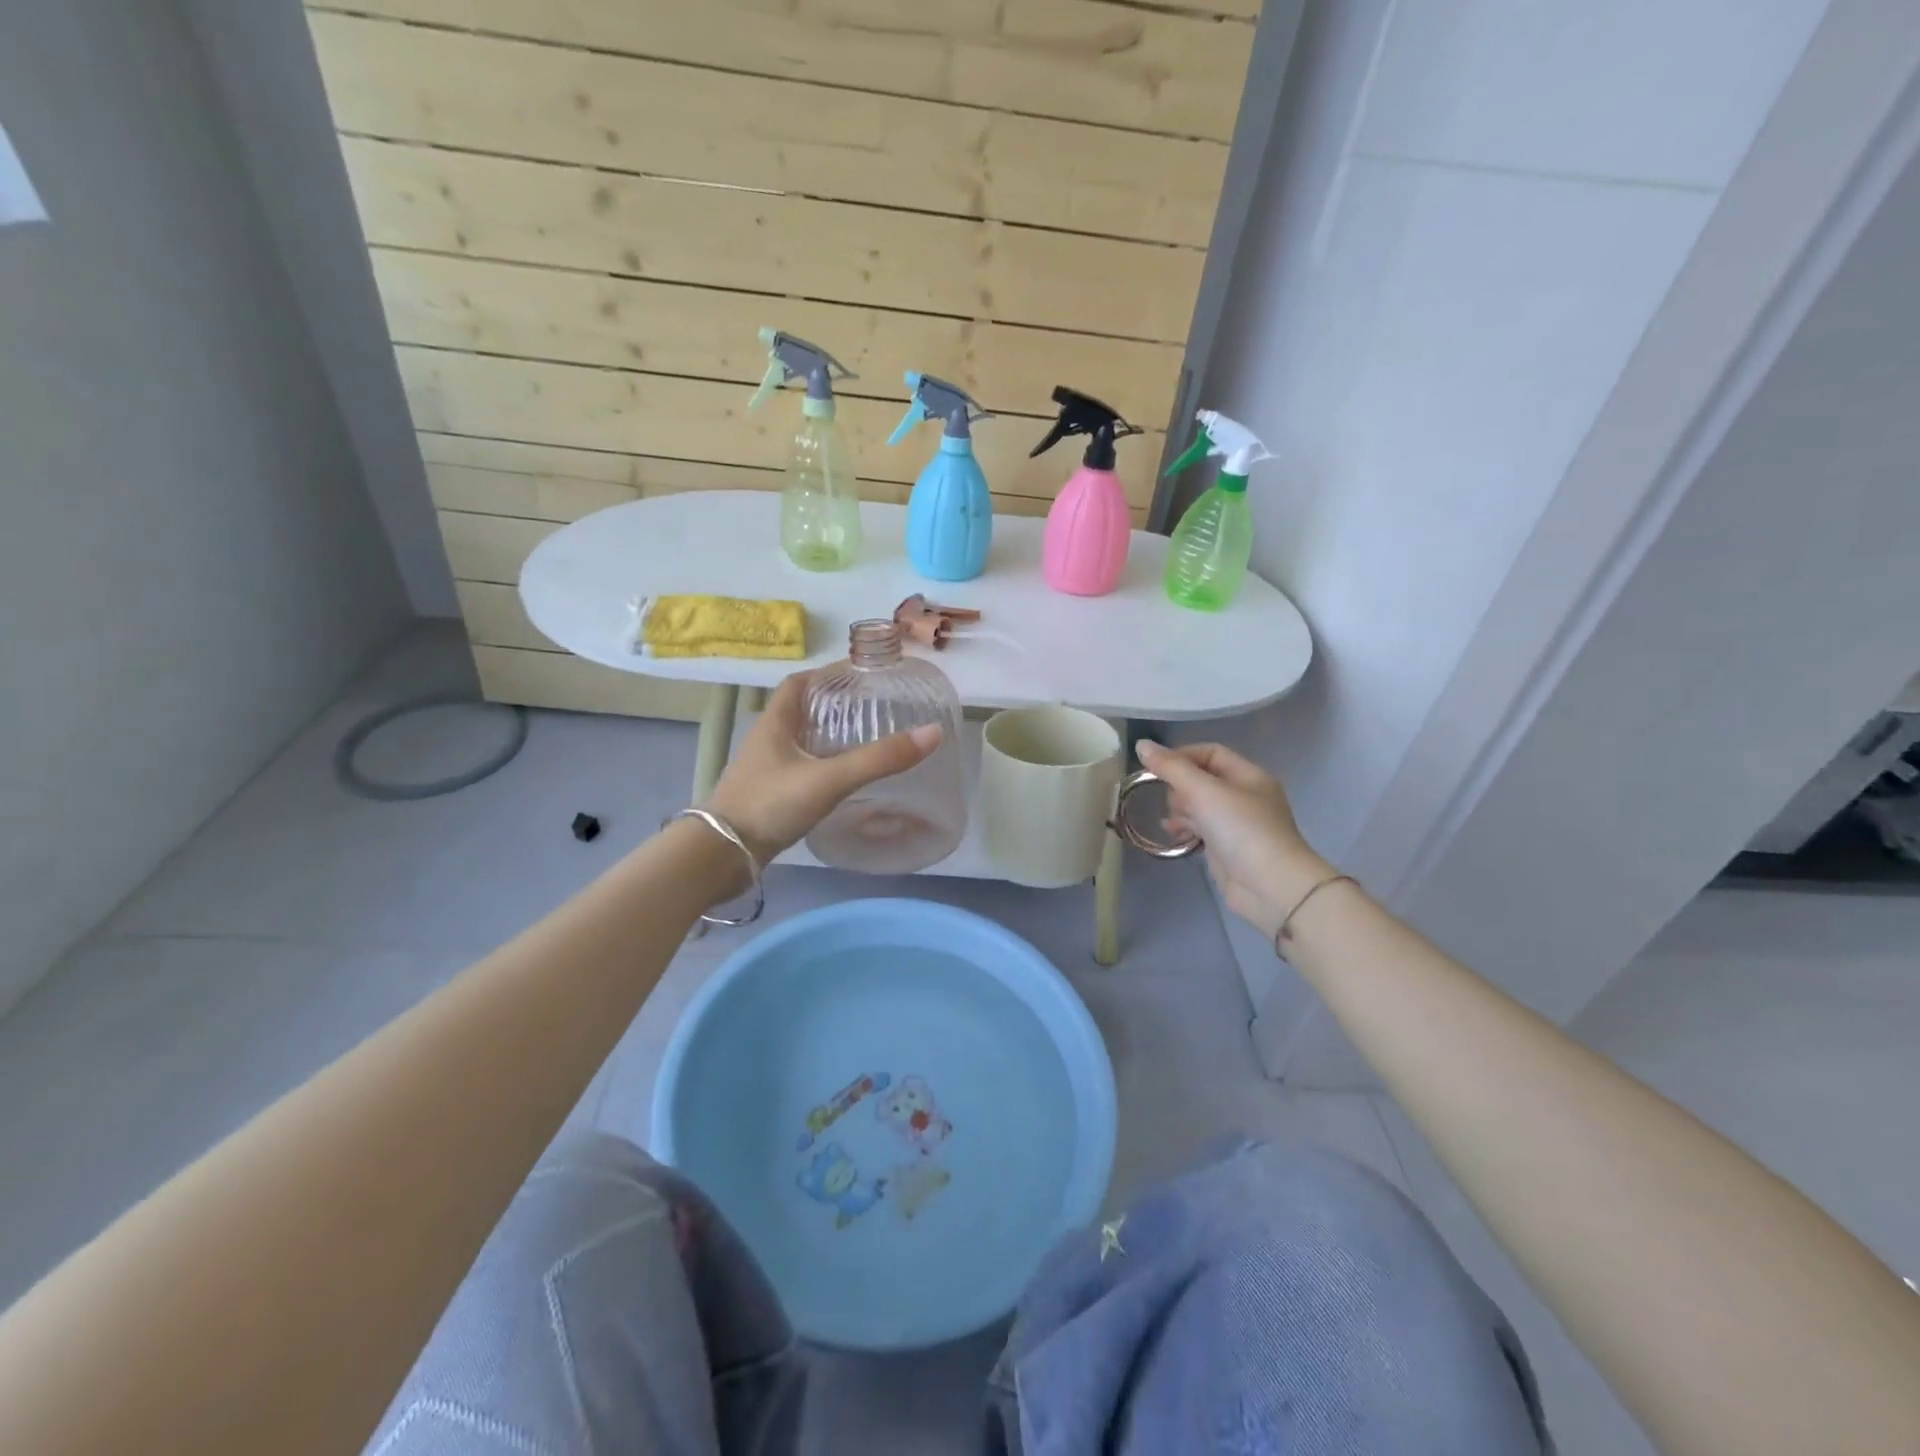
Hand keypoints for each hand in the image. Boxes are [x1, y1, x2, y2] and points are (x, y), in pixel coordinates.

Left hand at [706, 672, 940, 865]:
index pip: (799, 683)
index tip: (859, 674)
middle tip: (872, 708)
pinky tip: (842, 780)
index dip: (827, 673)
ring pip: (799, 742)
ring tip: (864, 740)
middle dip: (834, 705)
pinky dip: (821, 766)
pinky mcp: (767, 796)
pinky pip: (799, 770)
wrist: (721, 856)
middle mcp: (766, 741)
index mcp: (774, 723)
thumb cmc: (769, 805)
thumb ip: (878, 759)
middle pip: (801, 711)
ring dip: (827, 736)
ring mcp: (764, 771)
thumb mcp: (829, 779)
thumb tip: (932, 733)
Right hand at [1135, 739, 1334, 944]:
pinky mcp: (1226, 847)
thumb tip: (1141, 744)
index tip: (1156, 769)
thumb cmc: (1242, 830)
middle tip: (1174, 803)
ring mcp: (1236, 823)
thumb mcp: (1204, 792)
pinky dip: (1185, 829)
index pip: (1210, 753)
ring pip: (1198, 805)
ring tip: (1173, 822)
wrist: (1270, 887)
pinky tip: (1173, 835)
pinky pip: (1199, 828)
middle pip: (1201, 779)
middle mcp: (1244, 796)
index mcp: (1248, 776)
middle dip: (1180, 787)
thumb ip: (1171, 767)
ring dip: (1180, 809)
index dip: (1181, 756)